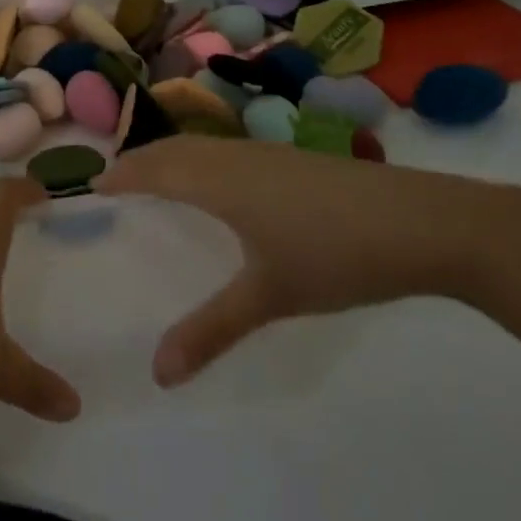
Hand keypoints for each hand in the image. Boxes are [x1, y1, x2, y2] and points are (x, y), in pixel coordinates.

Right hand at [96, 137, 520, 386]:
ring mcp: (272, 153)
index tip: (95, 182)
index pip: (157, 168)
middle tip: (119, 177)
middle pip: (177, 149)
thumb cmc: (336, 254)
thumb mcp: (270, 296)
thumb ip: (211, 330)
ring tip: (160, 177)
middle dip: (143, 159)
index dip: (124, 173)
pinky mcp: (298, 160)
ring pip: (207, 147)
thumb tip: (157, 374)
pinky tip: (223, 184)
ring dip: (175, 156)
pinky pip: (231, 152)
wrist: (426, 223)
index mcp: (221, 182)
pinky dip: (206, 160)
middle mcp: (239, 157)